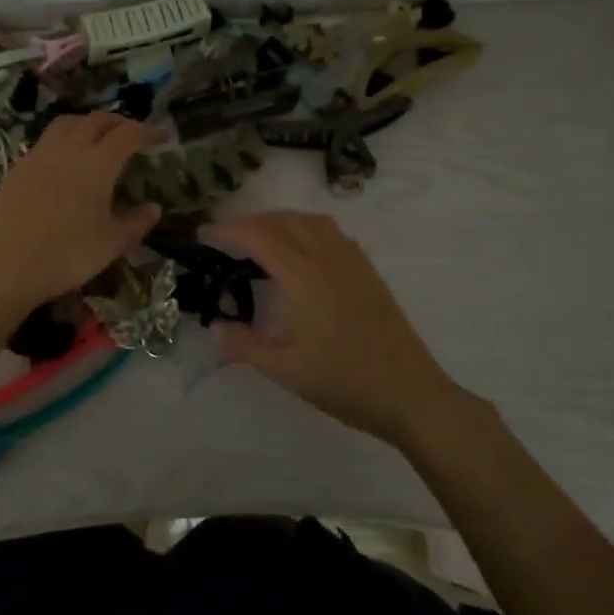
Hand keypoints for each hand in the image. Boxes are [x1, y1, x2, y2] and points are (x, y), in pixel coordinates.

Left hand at [0, 112, 162, 309]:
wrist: (5, 266)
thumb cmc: (67, 255)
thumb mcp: (111, 244)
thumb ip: (136, 222)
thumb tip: (154, 208)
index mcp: (97, 163)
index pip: (128, 134)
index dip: (148, 132)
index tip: (163, 137)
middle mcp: (69, 149)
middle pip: (96, 120)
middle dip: (119, 122)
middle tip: (132, 135)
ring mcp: (39, 155)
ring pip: (67, 123)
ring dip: (88, 124)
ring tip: (98, 140)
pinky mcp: (18, 168)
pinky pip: (46, 141)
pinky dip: (64, 140)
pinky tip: (65, 162)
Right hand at [207, 211, 464, 445]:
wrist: (410, 394)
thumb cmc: (345, 382)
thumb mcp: (286, 370)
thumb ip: (245, 346)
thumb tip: (214, 329)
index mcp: (304, 276)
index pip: (259, 237)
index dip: (228, 231)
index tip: (203, 235)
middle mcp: (328, 258)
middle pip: (284, 220)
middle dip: (250, 221)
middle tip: (224, 236)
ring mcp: (353, 262)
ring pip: (311, 221)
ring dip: (279, 220)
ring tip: (258, 238)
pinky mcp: (368, 272)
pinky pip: (331, 232)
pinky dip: (305, 227)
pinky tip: (300, 251)